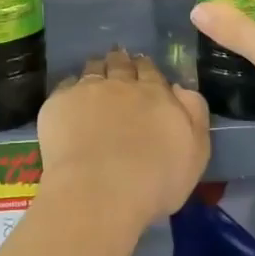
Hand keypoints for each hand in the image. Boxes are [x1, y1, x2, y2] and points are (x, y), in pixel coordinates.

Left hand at [37, 46, 209, 228]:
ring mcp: (87, 90)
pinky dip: (71, 89)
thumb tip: (180, 88)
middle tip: (118, 64)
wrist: (99, 193)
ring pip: (93, 68)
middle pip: (120, 63)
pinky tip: (70, 99)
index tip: (142, 71)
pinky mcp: (59, 104)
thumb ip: (194, 114)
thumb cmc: (155, 182)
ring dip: (97, 69)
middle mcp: (121, 84)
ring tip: (95, 76)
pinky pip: (65, 86)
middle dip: (120, 62)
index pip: (150, 70)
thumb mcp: (195, 153)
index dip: (146, 69)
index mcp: (156, 94)